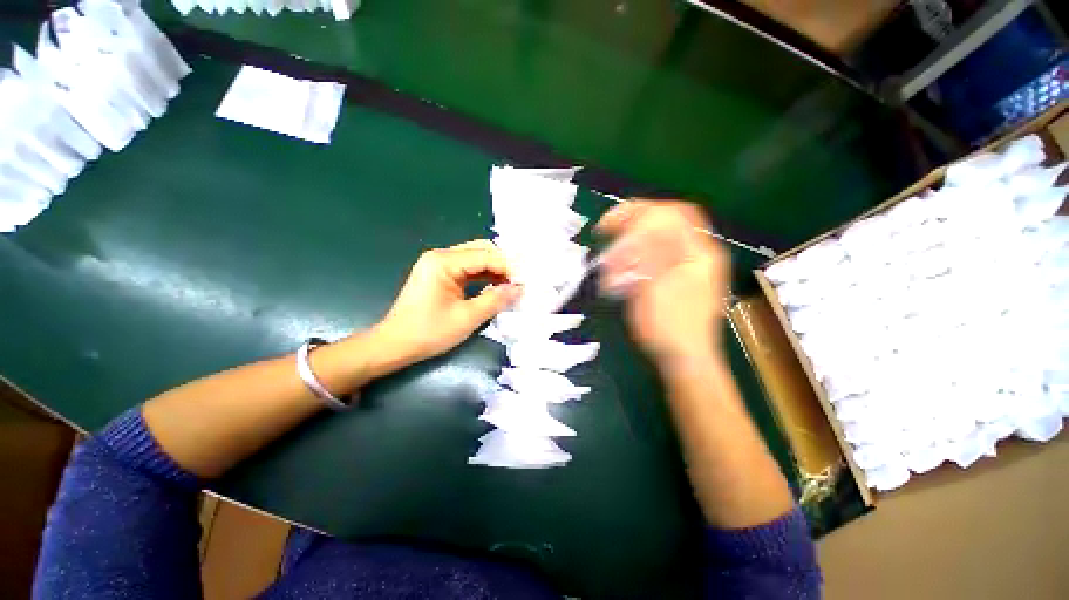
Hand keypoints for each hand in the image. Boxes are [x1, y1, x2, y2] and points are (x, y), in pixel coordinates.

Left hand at [373, 240, 521, 364]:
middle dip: (503, 264)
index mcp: (443, 262)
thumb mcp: (467, 318)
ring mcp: (439, 264)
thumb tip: (520, 289)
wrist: (395, 345)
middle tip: (520, 281)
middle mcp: (441, 256)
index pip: (485, 256)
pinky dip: (484, 276)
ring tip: (512, 284)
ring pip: (475, 258)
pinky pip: (468, 269)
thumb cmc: (429, 332)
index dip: (508, 267)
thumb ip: (496, 300)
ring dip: (495, 269)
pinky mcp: (440, 274)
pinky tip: (496, 286)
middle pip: (480, 250)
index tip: (525, 282)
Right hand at [596, 200, 729, 365]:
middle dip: (634, 225)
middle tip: (608, 233)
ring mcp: (692, 265)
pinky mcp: (682, 277)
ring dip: (633, 243)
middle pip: (668, 222)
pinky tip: (626, 270)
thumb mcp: (653, 286)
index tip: (610, 224)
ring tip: (614, 259)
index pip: (672, 213)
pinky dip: (639, 257)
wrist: (685, 358)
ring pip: (661, 238)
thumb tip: (637, 223)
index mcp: (698, 253)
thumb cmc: (668, 326)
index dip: (639, 212)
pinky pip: (659, 255)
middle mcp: (700, 253)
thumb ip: (648, 251)